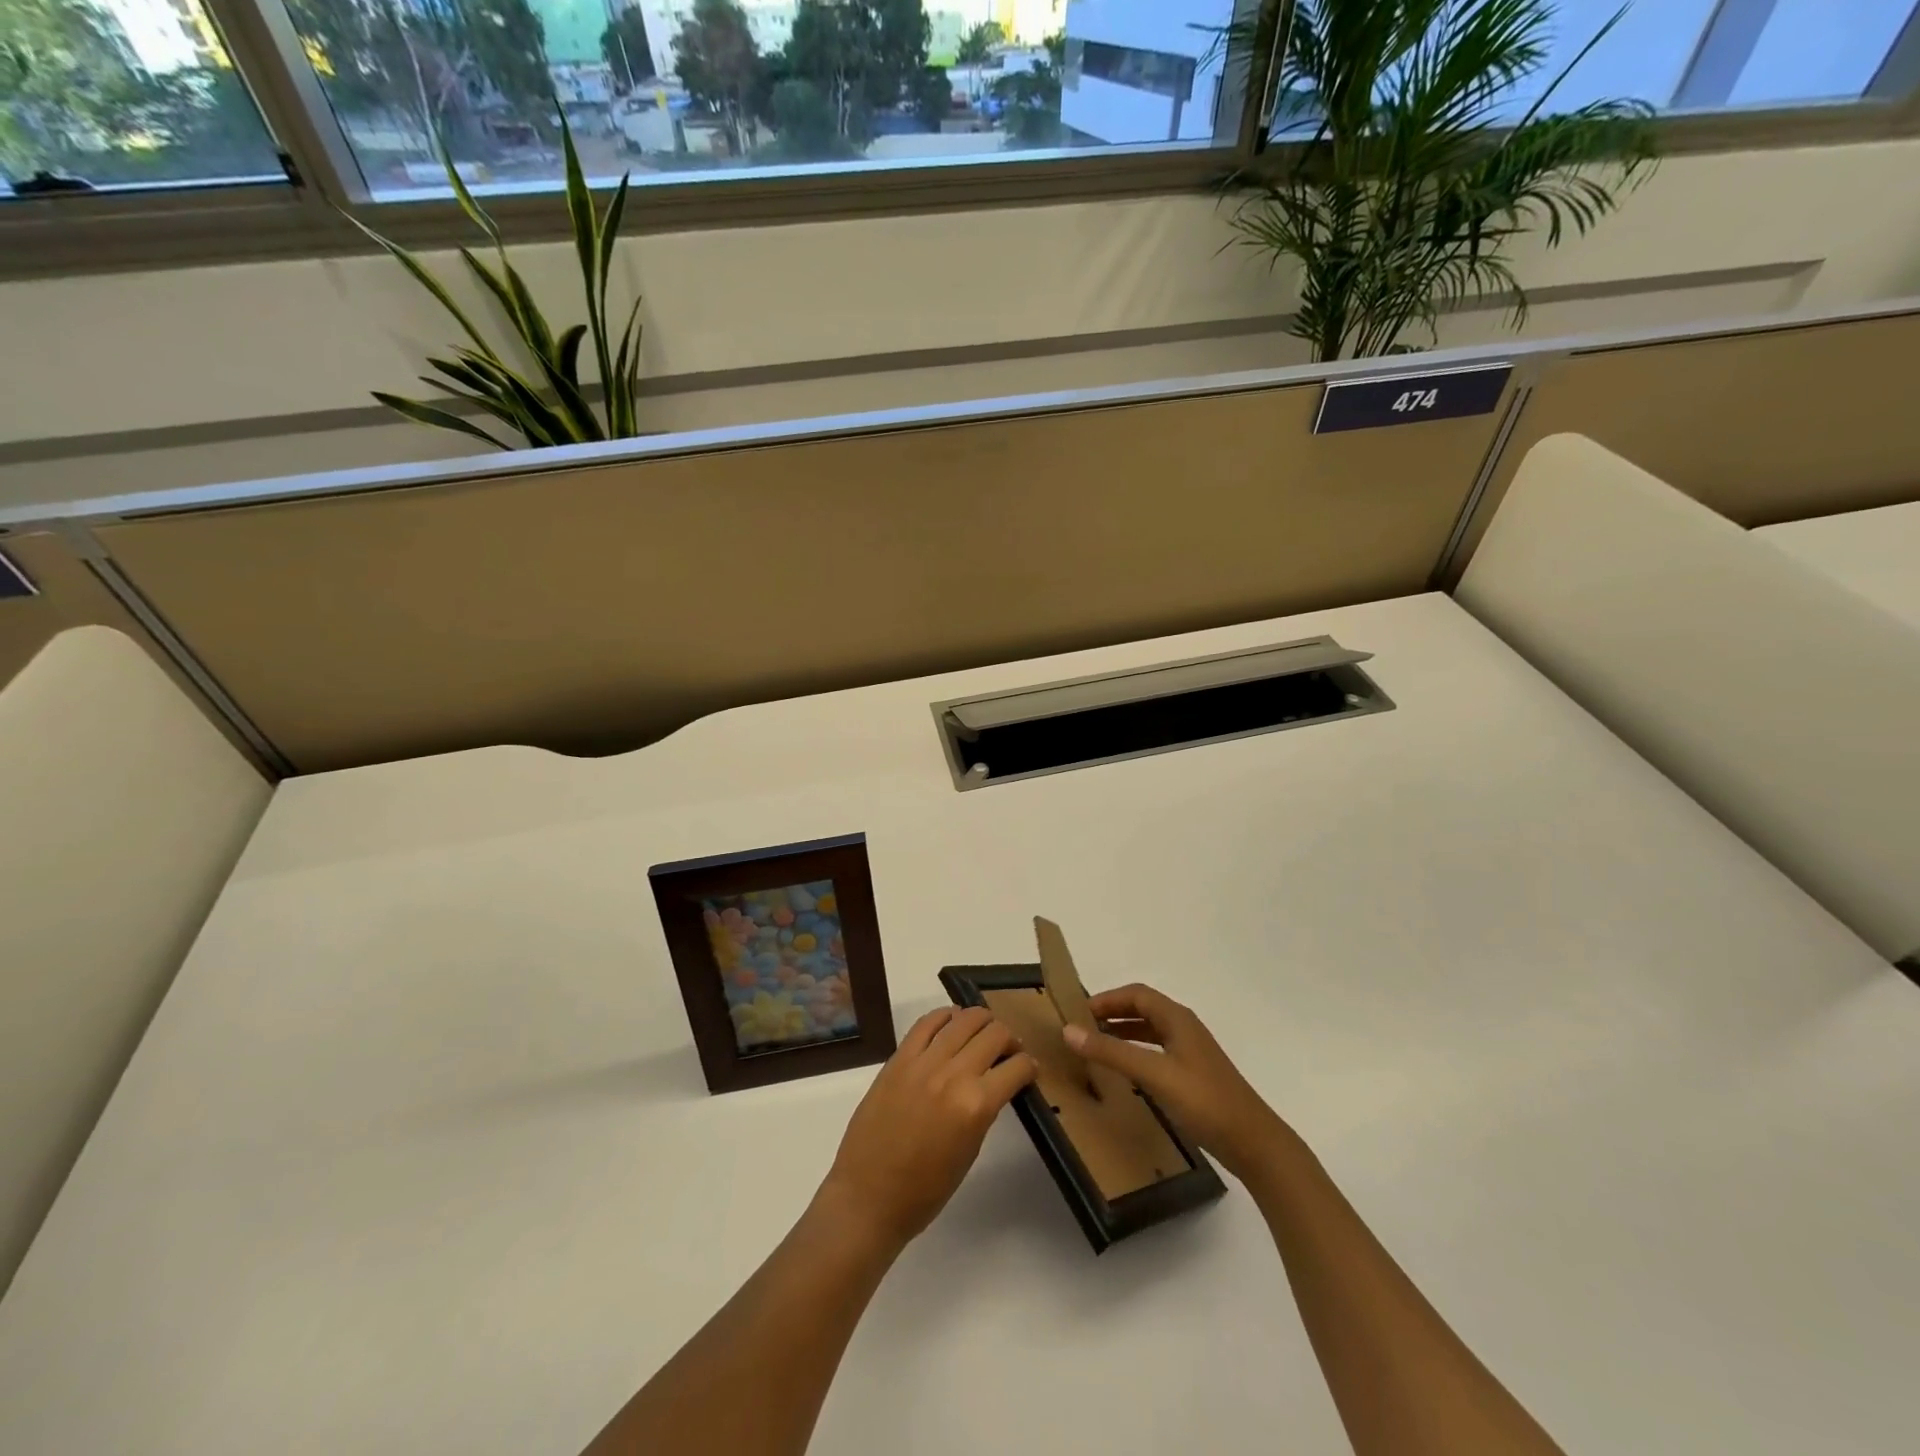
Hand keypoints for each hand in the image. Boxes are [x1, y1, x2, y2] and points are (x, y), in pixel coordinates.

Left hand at [821, 1007, 1036, 1247]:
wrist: (868, 1196)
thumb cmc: (925, 1190)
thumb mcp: (970, 1151)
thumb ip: (984, 1110)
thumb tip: (995, 1083)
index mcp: (976, 1105)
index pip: (1016, 1067)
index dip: (1029, 1066)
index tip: (1029, 1070)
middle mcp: (953, 1074)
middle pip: (994, 1033)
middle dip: (1009, 1040)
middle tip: (1008, 1052)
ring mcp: (923, 1062)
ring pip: (964, 1018)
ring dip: (982, 1022)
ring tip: (982, 1035)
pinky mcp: (899, 1058)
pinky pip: (927, 1022)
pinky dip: (945, 1017)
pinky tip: (952, 1024)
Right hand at [1063, 983, 1288, 1179]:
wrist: (1254, 1143)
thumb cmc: (1204, 1101)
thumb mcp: (1153, 1074)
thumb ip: (1111, 1052)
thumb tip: (1068, 1031)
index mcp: (1177, 1018)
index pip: (1136, 994)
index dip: (1106, 999)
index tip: (1078, 1012)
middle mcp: (1184, 1028)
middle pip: (1143, 1009)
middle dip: (1112, 1014)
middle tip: (1082, 1029)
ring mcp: (1191, 1053)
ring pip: (1150, 1031)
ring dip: (1123, 1033)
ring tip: (1096, 1046)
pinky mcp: (1194, 1076)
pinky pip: (1157, 1052)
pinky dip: (1136, 1053)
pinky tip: (1126, 1072)